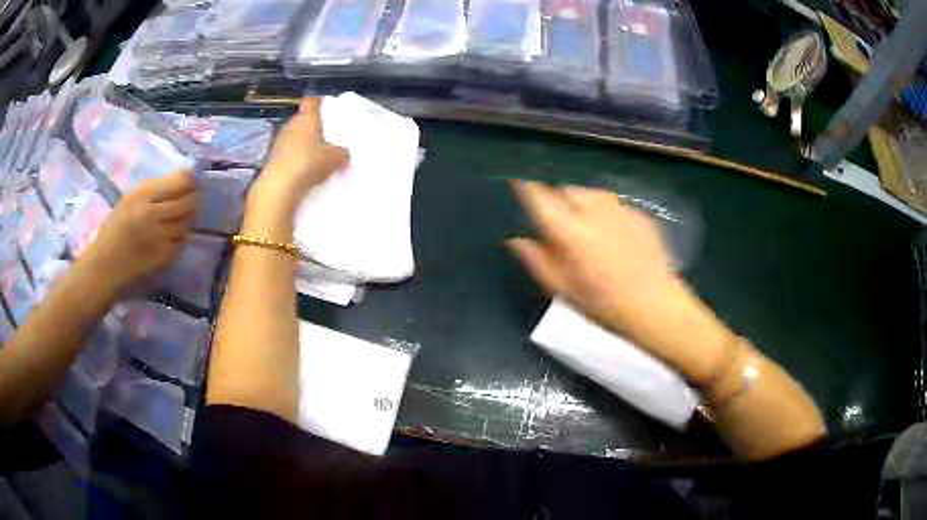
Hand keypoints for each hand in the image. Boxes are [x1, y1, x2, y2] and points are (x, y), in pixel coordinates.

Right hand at [83, 171, 198, 294]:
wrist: (104, 268)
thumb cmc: (113, 231)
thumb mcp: (128, 201)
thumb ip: (152, 191)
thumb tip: (181, 178)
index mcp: (141, 195)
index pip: (177, 182)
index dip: (190, 180)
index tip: (193, 179)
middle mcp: (152, 213)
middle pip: (187, 202)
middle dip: (194, 199)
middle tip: (194, 199)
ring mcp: (158, 236)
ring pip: (186, 223)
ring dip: (188, 219)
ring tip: (182, 218)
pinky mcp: (162, 257)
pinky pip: (180, 243)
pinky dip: (180, 239)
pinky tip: (173, 237)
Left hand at [250, 97, 348, 215]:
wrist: (278, 187)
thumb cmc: (308, 163)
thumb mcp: (335, 159)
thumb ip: (342, 153)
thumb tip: (345, 153)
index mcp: (306, 118)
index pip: (311, 101)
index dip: (319, 103)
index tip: (327, 108)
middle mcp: (290, 125)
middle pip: (302, 119)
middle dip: (312, 126)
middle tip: (326, 136)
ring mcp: (278, 142)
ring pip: (293, 136)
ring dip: (302, 143)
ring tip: (315, 155)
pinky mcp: (271, 159)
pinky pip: (287, 153)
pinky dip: (294, 158)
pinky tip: (303, 170)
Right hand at [508, 181, 681, 339]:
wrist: (657, 306)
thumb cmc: (605, 304)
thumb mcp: (564, 290)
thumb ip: (538, 261)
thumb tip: (516, 240)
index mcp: (571, 232)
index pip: (541, 198)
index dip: (526, 186)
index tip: (517, 179)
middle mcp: (594, 211)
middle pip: (567, 189)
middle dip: (558, 198)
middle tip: (558, 221)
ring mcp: (620, 209)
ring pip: (591, 193)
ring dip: (581, 202)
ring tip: (585, 225)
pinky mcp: (639, 214)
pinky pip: (613, 204)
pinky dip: (605, 212)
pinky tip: (612, 235)